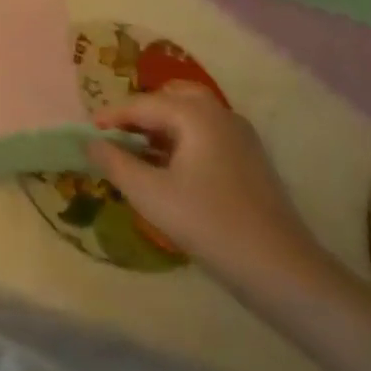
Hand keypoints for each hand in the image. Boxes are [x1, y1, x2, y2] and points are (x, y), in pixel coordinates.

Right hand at [89, 84, 331, 302]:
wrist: (283, 272)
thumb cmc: (209, 224)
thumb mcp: (150, 195)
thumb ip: (115, 163)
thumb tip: (91, 142)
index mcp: (196, 114)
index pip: (142, 104)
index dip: (111, 116)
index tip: (88, 132)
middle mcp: (221, 114)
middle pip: (172, 98)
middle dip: (142, 113)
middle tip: (118, 136)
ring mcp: (241, 137)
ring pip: (192, 116)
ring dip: (163, 127)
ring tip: (139, 154)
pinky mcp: (252, 161)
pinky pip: (208, 135)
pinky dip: (183, 141)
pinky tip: (171, 171)